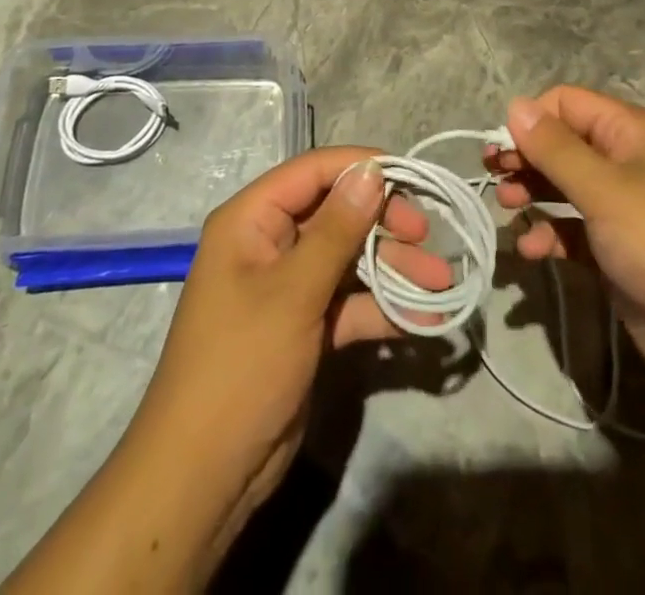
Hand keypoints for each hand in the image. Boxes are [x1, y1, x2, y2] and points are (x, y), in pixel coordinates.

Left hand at [116, 148, 450, 563]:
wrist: (204, 477)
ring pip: (348, 259)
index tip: (411, 177)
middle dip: (384, 223)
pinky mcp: (305, 327)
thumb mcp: (293, 293)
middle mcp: (270, 244)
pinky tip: (422, 320)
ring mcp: (289, 287)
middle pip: (336, 213)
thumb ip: (337, 229)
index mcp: (252, 220)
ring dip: (393, 269)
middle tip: (426, 236)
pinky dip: (382, 309)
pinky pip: (349, 303)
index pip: (313, 171)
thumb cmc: (241, 366)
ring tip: (440, 284)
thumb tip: (372, 171)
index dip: (361, 167)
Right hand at [486, 86, 644, 402]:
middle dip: (525, 157)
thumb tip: (514, 104)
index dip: (531, 119)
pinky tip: (530, 250)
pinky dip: (548, 233)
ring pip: (561, 185)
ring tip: (507, 208)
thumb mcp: (605, 191)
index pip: (566, 103)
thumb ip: (555, 149)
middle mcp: (622, 161)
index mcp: (627, 132)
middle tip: (494, 176)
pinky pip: (569, 228)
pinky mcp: (613, 249)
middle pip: (560, 143)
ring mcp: (618, 206)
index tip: (503, 148)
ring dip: (531, 192)